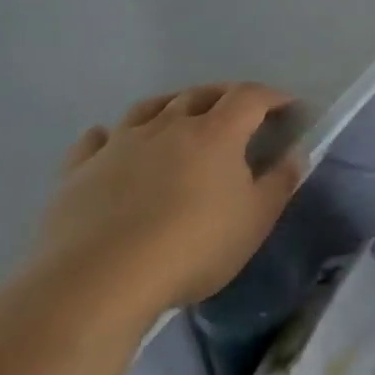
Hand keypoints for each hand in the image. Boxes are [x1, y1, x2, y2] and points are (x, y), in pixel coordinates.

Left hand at [39, 84, 304, 318]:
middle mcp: (168, 126)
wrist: (99, 280)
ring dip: (171, 105)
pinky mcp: (80, 170)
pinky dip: (111, 135)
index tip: (287, 107)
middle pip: (200, 94)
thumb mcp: (255, 220)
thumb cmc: (193, 246)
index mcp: (216, 133)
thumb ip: (280, 182)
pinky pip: (97, 140)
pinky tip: (111, 141)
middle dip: (224, 96)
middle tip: (237, 111)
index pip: (250, 97)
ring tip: (179, 115)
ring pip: (149, 108)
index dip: (272, 97)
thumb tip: (295, 153)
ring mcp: (120, 144)